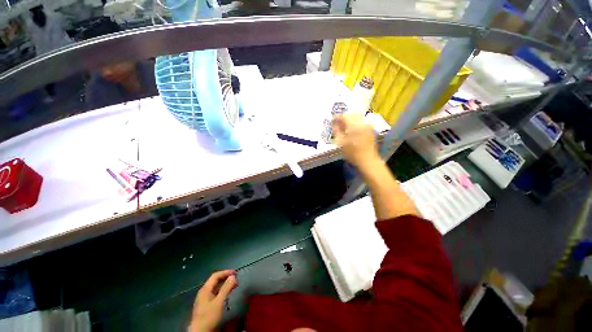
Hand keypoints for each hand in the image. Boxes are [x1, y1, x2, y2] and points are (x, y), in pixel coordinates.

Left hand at [189, 270, 237, 331]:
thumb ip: (226, 288)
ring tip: (234, 286)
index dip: (226, 272)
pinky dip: (222, 291)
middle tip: (236, 280)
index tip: (235, 273)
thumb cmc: (209, 316)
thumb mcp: (219, 301)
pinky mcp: (206, 305)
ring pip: (216, 288)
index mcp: (205, 289)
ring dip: (225, 285)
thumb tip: (233, 276)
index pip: (216, 275)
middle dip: (226, 278)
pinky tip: (227, 294)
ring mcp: (204, 299)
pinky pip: (215, 294)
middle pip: (215, 281)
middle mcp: (204, 292)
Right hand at [332, 114, 379, 169]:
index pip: (344, 116)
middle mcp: (361, 123)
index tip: (332, 119)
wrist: (368, 160)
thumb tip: (334, 124)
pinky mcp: (370, 130)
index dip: (337, 117)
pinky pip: (361, 122)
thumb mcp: (340, 143)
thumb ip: (337, 131)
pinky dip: (355, 123)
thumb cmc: (352, 153)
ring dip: (350, 119)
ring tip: (344, 125)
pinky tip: (352, 129)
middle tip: (338, 122)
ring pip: (357, 118)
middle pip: (351, 115)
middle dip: (344, 117)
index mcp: (353, 125)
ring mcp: (367, 126)